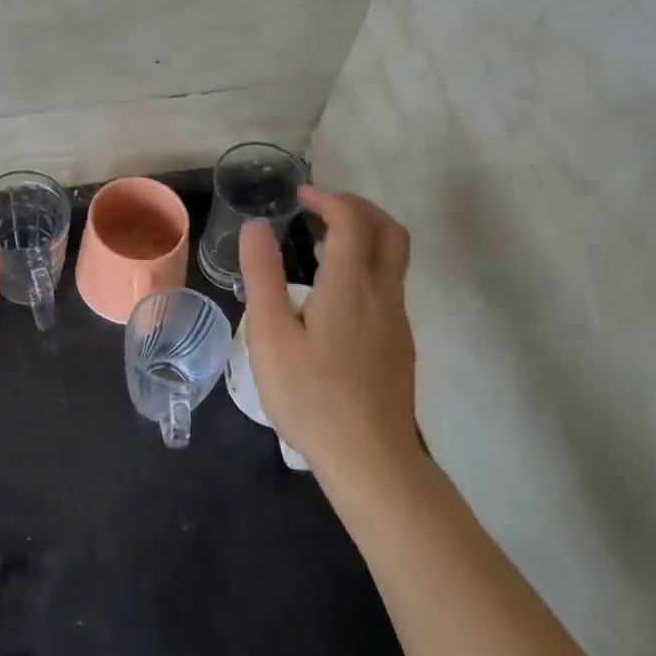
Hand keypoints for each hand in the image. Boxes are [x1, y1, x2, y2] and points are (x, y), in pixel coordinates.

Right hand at [238, 187, 421, 485]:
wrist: (370, 459)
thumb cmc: (311, 396)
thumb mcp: (271, 335)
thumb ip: (263, 276)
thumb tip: (257, 226)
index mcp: (350, 286)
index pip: (351, 220)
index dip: (327, 198)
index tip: (298, 196)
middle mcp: (383, 295)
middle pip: (389, 231)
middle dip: (357, 208)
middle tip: (319, 209)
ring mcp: (397, 322)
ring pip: (393, 260)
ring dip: (364, 237)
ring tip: (320, 246)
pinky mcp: (399, 345)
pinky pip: (388, 287)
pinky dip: (365, 267)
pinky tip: (333, 296)